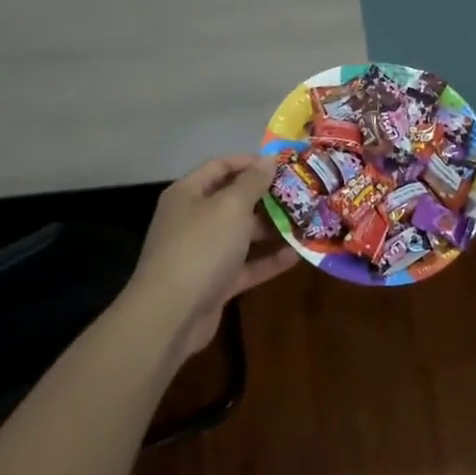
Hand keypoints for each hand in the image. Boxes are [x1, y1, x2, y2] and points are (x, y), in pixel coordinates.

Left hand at [126, 155, 295, 360]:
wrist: (171, 315)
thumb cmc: (201, 247)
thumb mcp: (231, 207)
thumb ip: (252, 182)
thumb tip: (268, 159)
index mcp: (188, 194)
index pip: (220, 166)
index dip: (250, 162)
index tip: (282, 164)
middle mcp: (193, 219)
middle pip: (232, 201)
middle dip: (265, 197)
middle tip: (300, 194)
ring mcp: (203, 253)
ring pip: (241, 235)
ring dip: (270, 229)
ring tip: (305, 222)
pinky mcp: (214, 282)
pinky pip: (245, 265)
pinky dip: (267, 260)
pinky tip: (297, 255)